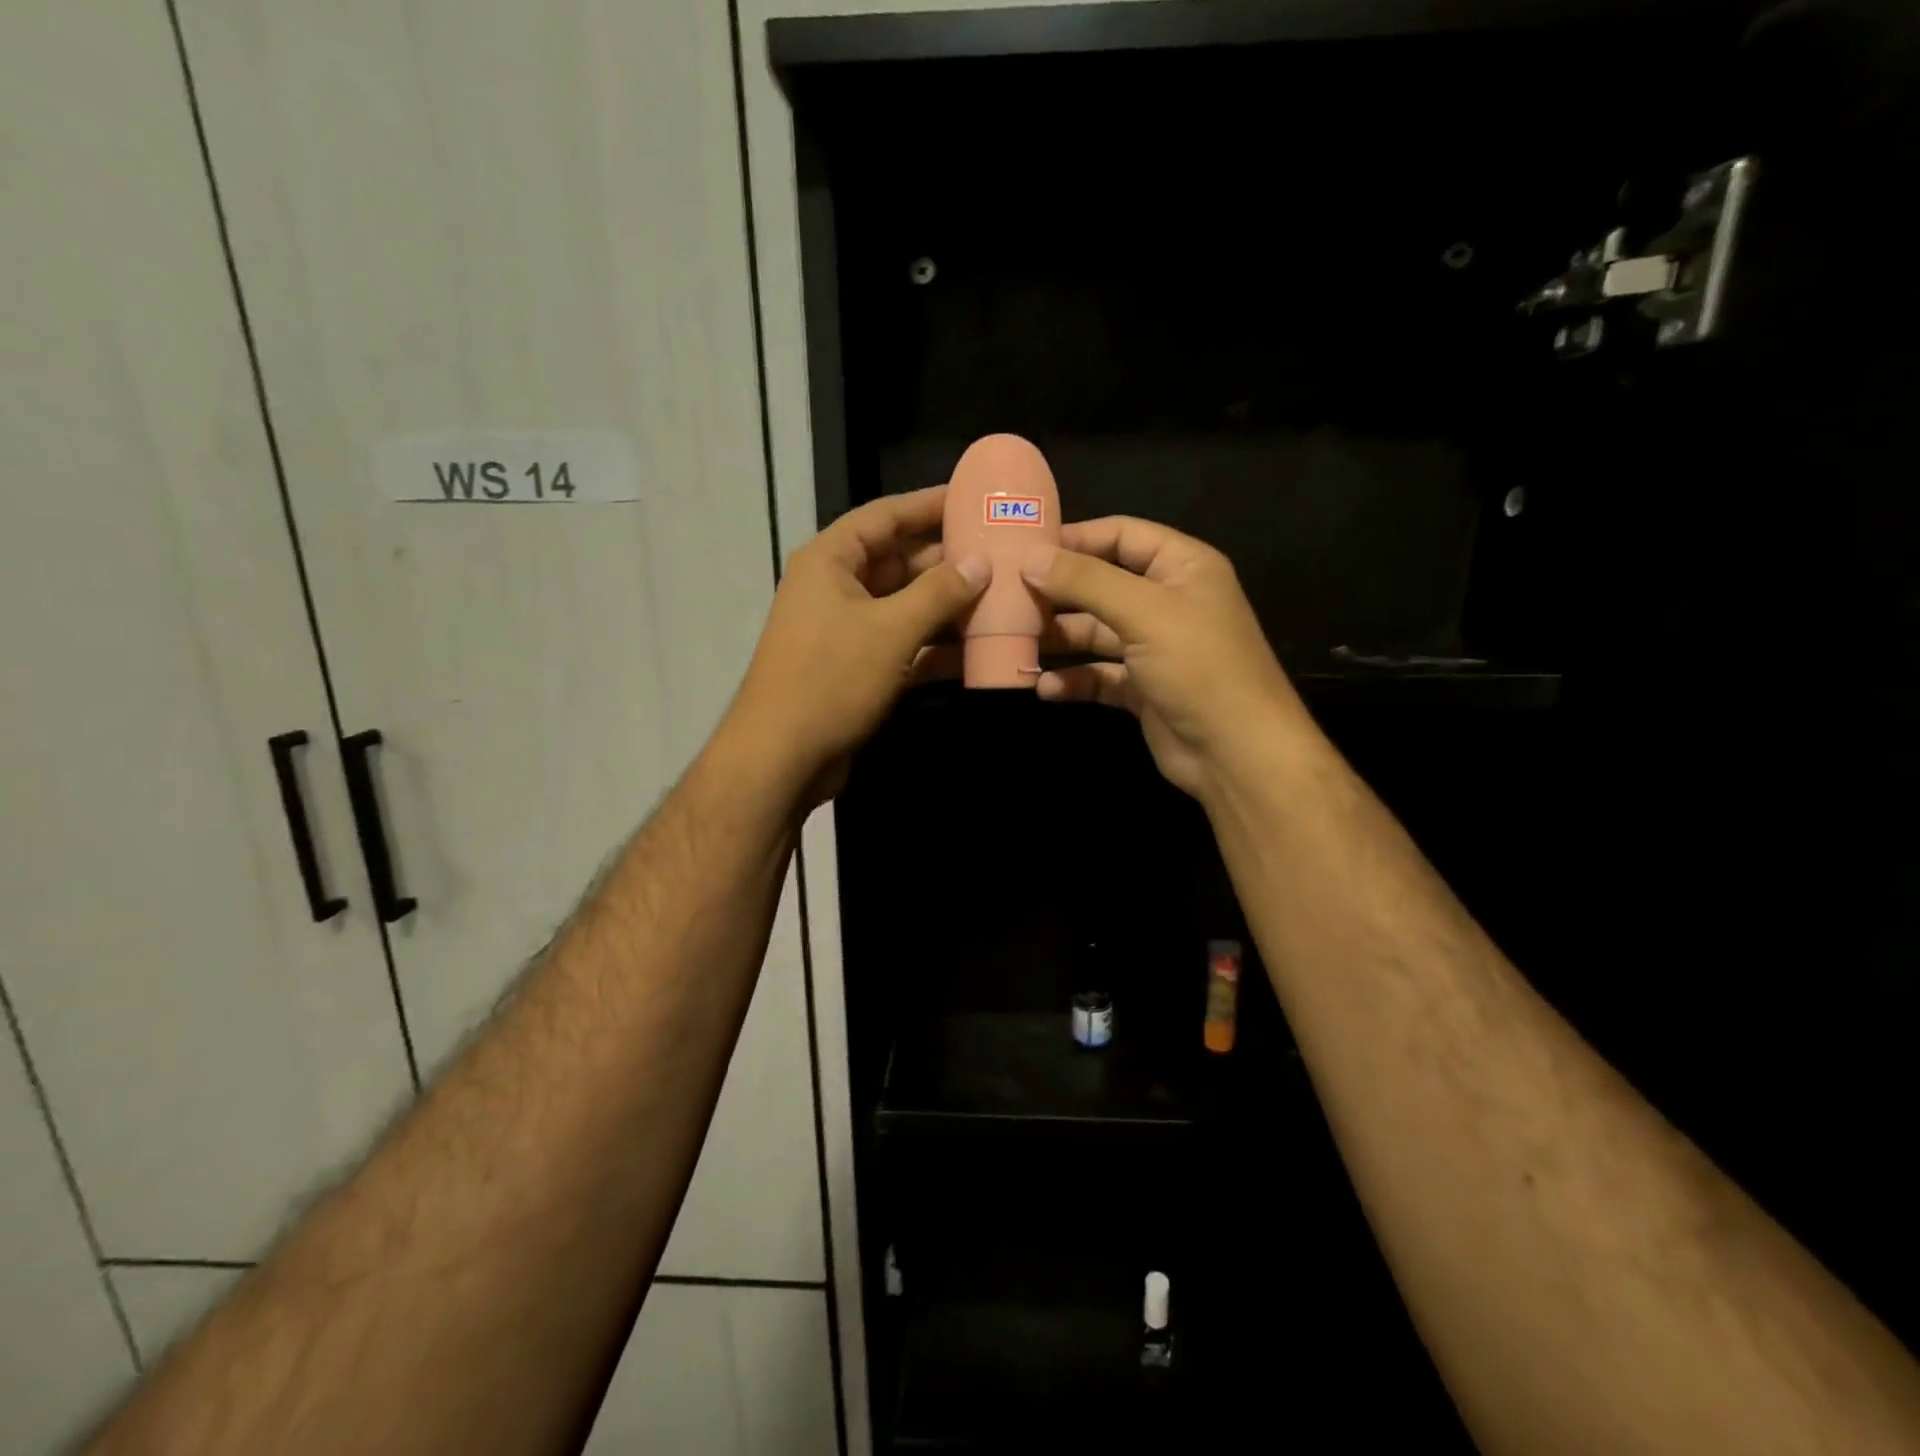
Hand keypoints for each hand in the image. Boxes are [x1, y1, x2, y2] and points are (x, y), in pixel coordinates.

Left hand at [725, 486, 989, 805]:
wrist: (782, 757)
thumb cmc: (831, 679)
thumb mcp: (890, 630)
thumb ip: (939, 593)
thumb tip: (982, 562)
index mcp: (832, 560)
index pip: (885, 516)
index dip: (928, 505)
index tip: (973, 496)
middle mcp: (837, 588)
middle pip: (900, 562)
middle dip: (948, 562)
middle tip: (1002, 556)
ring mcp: (847, 631)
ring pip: (906, 608)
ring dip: (948, 607)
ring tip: (1003, 599)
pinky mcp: (858, 669)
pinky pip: (903, 645)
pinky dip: (935, 647)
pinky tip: (978, 650)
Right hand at [1024, 516, 1306, 799]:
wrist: (1236, 752)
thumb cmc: (1198, 666)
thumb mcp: (1143, 612)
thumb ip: (1085, 581)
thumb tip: (1030, 557)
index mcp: (1182, 567)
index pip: (1122, 535)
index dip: (1075, 538)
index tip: (1024, 548)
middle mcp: (1168, 601)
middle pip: (1102, 584)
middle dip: (1058, 592)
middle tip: (1007, 597)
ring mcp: (1154, 648)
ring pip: (1095, 633)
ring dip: (1060, 638)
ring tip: (1015, 642)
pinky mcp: (1142, 689)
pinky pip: (1099, 675)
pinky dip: (1073, 680)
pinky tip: (1044, 688)